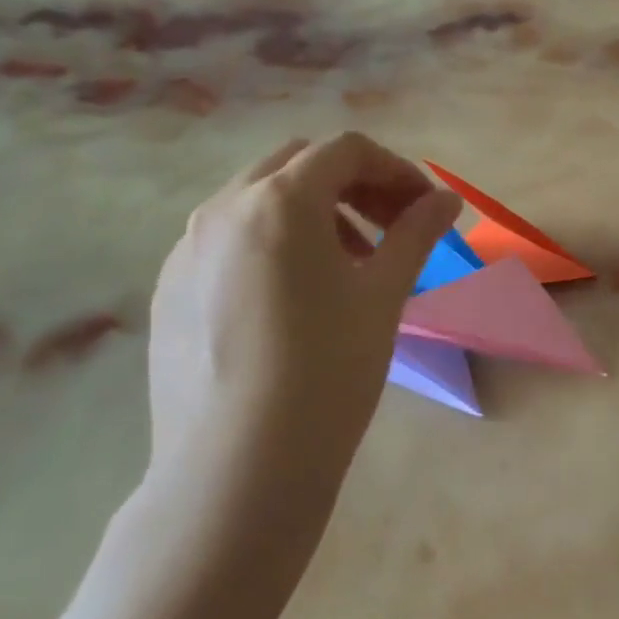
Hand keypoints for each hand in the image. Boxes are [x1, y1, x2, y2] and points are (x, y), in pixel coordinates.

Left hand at [145, 133, 459, 555]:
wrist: (238, 467)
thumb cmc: (329, 369)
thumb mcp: (384, 294)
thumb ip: (416, 233)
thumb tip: (448, 200)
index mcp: (279, 201)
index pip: (347, 151)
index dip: (397, 170)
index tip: (426, 210)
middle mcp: (222, 209)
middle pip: (298, 164)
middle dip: (354, 184)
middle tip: (392, 229)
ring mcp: (186, 250)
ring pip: (258, 200)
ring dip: (314, 212)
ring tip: (350, 265)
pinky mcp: (170, 290)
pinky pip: (229, 240)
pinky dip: (274, 243)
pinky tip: (296, 299)